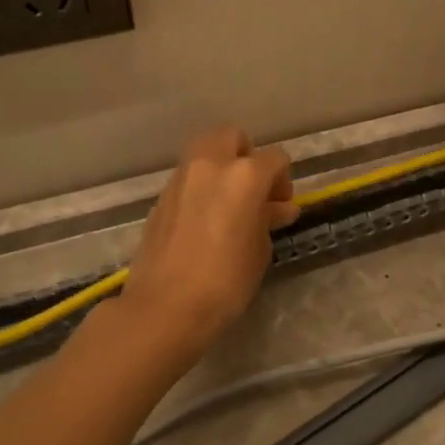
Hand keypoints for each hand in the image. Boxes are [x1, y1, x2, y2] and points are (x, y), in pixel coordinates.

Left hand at [117, 126, 298, 356]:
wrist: (165, 307)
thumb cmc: (225, 281)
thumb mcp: (259, 250)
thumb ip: (267, 219)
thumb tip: (276, 207)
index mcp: (244, 175)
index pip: (275, 158)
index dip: (283, 179)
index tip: (281, 207)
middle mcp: (210, 165)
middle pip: (232, 136)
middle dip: (247, 155)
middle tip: (253, 191)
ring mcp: (181, 178)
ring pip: (205, 151)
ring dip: (221, 168)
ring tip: (229, 205)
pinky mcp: (161, 197)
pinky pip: (188, 177)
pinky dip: (201, 186)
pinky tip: (206, 219)